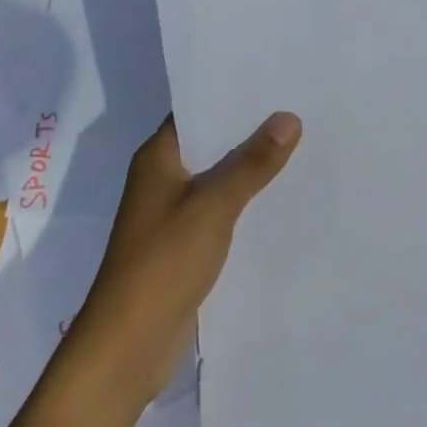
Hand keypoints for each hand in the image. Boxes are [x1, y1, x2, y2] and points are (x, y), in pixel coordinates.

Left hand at [71, 111, 300, 397]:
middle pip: (212, 139)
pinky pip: (221, 205)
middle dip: (251, 126)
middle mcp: (162, 177)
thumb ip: (253, 162)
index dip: (233, 91)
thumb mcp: (214, 206)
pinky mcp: (183, 243)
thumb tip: (290, 117)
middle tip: (298, 103)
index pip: (198, 107)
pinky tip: (281, 191)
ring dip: (250, 163)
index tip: (275, 75)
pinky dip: (245, 196)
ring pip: (219, 173)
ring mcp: (171, 212)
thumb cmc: (162, 264)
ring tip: (301, 140)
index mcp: (158, 157)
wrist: (125, 351)